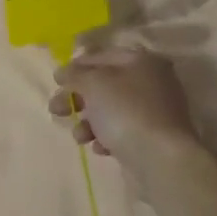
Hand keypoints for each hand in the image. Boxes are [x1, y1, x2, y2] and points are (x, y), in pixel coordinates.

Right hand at [47, 47, 197, 162]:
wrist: (160, 159)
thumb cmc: (125, 112)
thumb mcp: (93, 84)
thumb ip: (75, 74)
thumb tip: (64, 72)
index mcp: (141, 61)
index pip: (101, 56)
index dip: (75, 66)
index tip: (56, 81)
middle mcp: (152, 81)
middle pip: (104, 85)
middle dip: (77, 98)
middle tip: (56, 110)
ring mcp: (154, 111)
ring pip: (110, 110)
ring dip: (89, 121)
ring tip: (79, 136)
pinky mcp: (153, 137)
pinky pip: (122, 131)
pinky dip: (106, 137)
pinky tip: (100, 147)